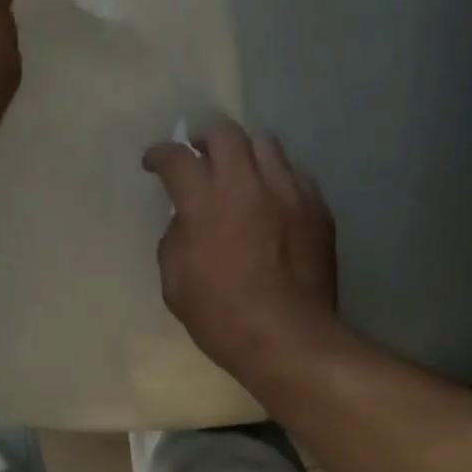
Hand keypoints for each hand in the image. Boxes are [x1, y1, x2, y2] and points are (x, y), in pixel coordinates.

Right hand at [143, 120, 344, 379]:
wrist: (286, 338)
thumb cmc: (221, 319)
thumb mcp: (176, 285)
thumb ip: (174, 242)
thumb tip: (185, 222)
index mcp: (205, 204)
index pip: (177, 158)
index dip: (160, 155)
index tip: (154, 162)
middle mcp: (247, 185)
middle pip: (225, 133)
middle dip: (204, 138)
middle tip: (198, 157)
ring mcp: (288, 192)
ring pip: (265, 144)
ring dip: (244, 154)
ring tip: (239, 175)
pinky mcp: (317, 207)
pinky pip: (295, 173)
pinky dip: (276, 179)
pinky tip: (272, 201)